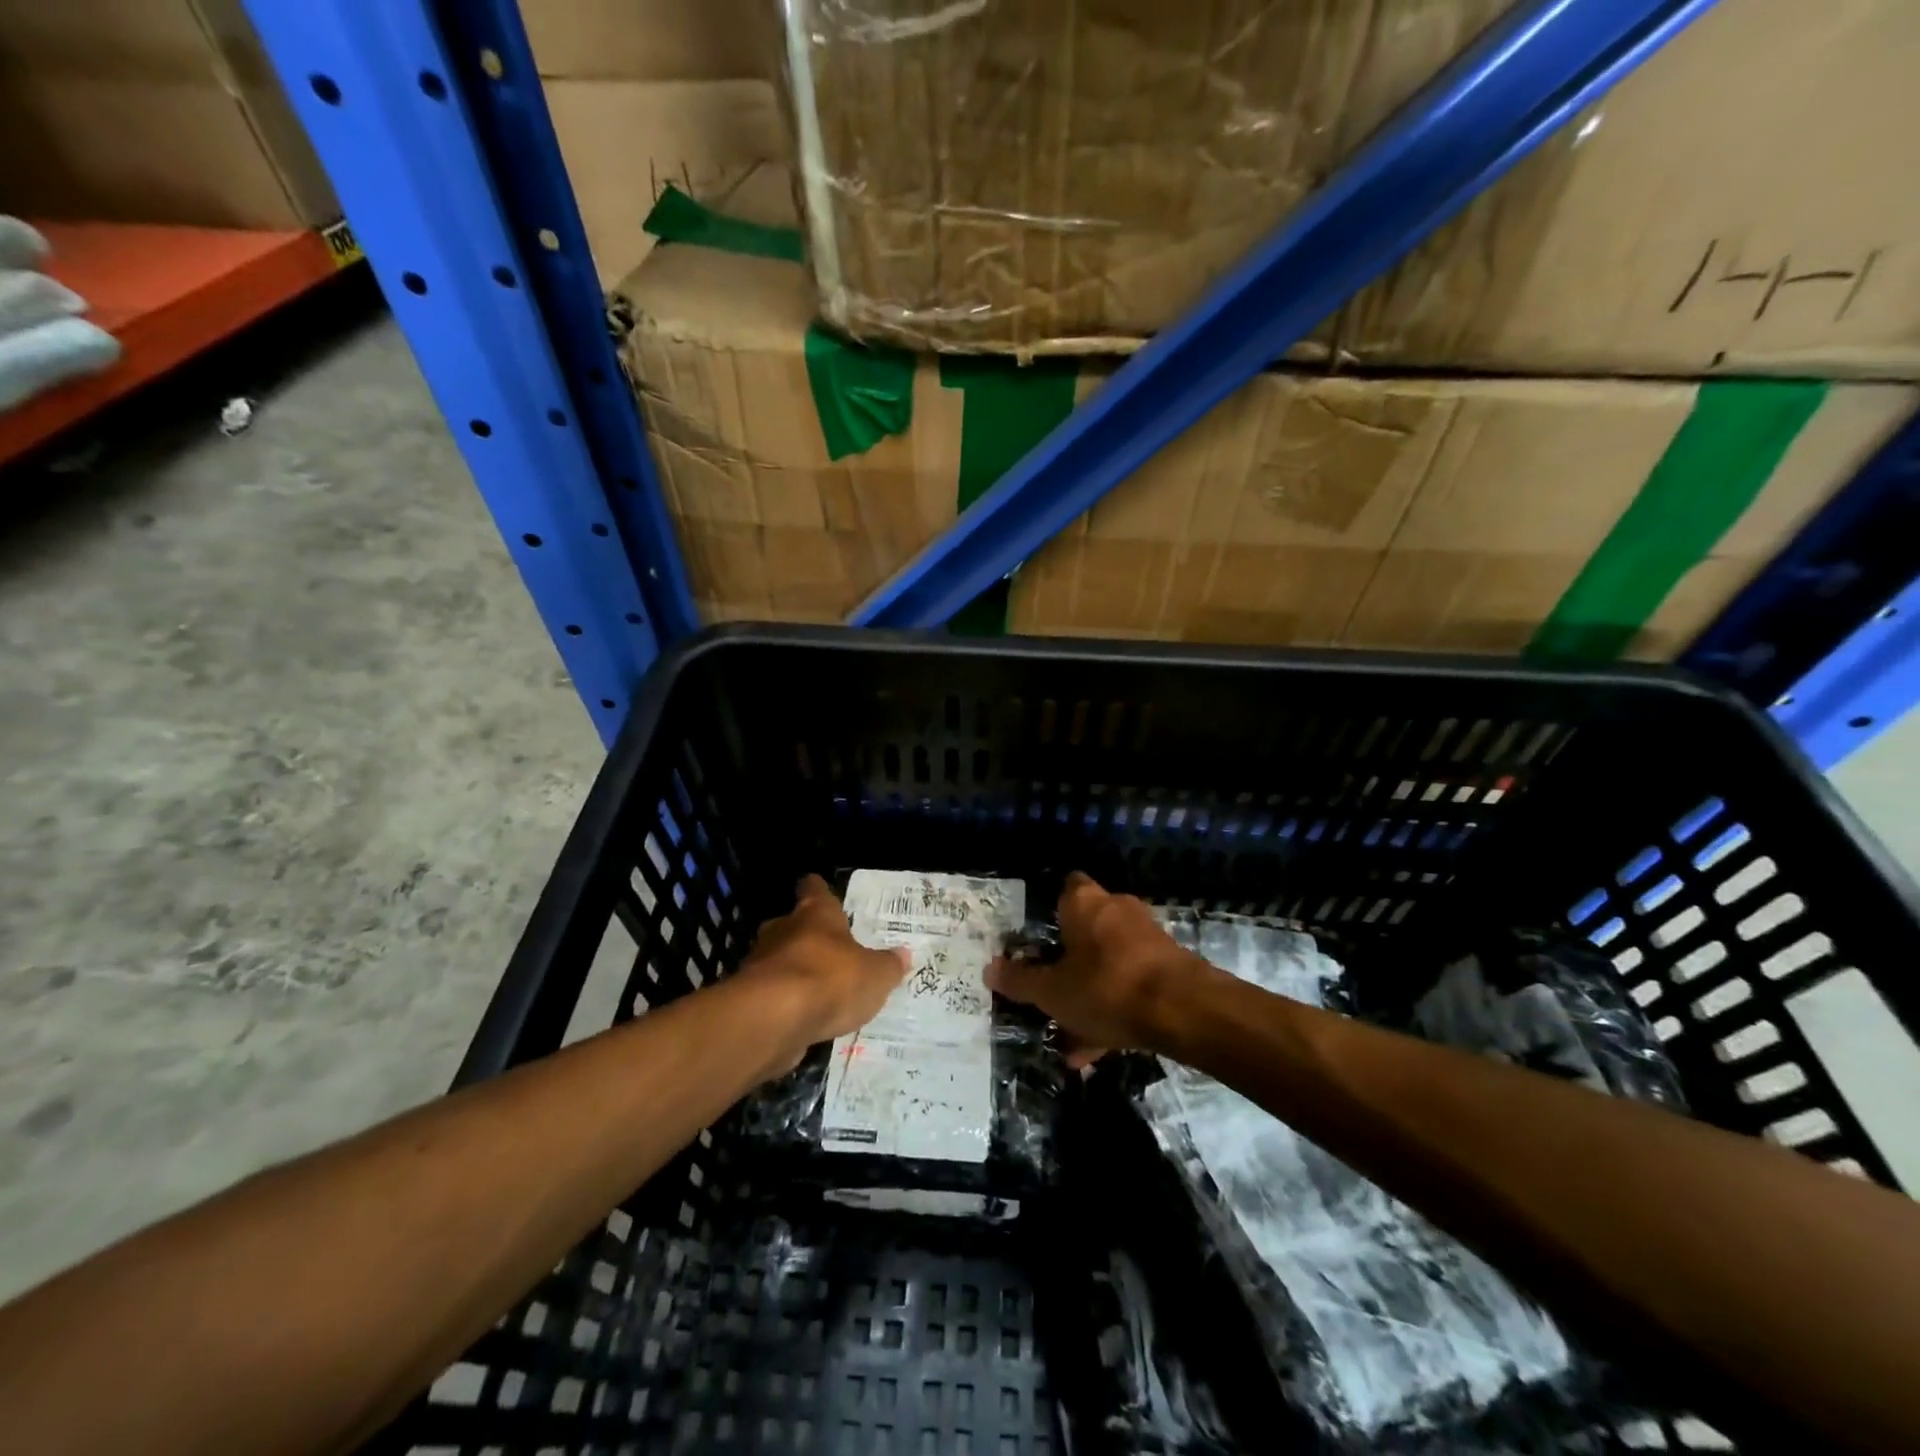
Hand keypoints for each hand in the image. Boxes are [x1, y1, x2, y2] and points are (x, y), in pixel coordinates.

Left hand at [734, 875, 908, 1070]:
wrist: (773, 1020)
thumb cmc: (831, 980)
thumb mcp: (876, 975)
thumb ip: (888, 965)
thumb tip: (903, 954)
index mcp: (815, 914)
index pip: (813, 888)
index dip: (818, 890)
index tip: (821, 891)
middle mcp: (783, 930)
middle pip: (791, 925)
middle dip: (805, 936)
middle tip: (827, 950)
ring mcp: (760, 964)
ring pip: (777, 959)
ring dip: (791, 971)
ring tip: (816, 991)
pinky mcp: (748, 999)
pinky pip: (769, 994)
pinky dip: (781, 1003)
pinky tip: (799, 1018)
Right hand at [986, 872, 1208, 1066]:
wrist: (1185, 1011)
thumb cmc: (1107, 987)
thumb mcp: (1053, 992)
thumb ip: (1020, 981)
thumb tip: (989, 970)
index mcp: (1084, 903)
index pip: (1065, 886)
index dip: (1050, 907)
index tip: (1036, 935)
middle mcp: (1116, 909)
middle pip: (1084, 929)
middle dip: (1067, 961)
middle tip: (1048, 989)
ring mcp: (1146, 937)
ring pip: (1107, 962)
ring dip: (1089, 992)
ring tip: (1069, 1035)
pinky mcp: (1168, 965)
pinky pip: (1129, 983)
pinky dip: (1113, 1008)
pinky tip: (1097, 1049)